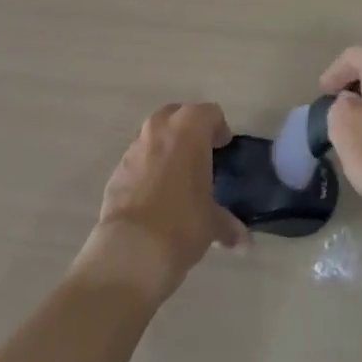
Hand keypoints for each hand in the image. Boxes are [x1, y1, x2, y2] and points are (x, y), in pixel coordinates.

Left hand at [73, 103, 247, 303]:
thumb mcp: (212, 224)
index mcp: (189, 127)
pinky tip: (154, 195)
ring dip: (167, 148)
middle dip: (190, 131)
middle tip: (201, 156)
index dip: (220, 129)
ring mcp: (135, 145)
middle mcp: (160, 127)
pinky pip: (139, 159)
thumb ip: (228, 225)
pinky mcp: (117, 168)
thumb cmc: (182, 222)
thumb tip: (243, 241)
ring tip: (177, 177)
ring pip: (155, 135)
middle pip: (179, 115)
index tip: (224, 148)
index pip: (211, 113)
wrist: (131, 248)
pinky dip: (148, 167)